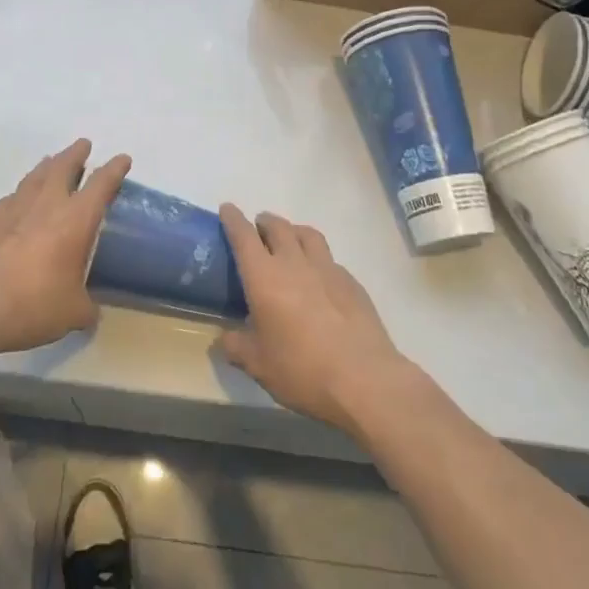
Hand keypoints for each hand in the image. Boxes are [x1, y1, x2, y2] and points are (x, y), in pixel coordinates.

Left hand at [0, 139, 130, 357]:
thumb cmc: (34, 304)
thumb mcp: (73, 313)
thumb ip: (87, 308)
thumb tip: (91, 312)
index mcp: (75, 220)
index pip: (101, 184)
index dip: (114, 170)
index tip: (122, 159)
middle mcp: (48, 205)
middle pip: (63, 167)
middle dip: (76, 154)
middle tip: (83, 145)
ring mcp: (17, 209)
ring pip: (36, 175)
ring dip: (48, 165)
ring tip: (53, 161)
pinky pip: (14, 196)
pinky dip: (23, 191)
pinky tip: (21, 198)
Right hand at [217, 206, 409, 438]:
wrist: (364, 380)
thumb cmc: (302, 370)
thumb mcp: (257, 365)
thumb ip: (236, 346)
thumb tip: (224, 339)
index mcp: (264, 277)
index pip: (244, 235)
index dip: (233, 219)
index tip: (228, 209)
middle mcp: (295, 263)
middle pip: (277, 227)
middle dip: (264, 222)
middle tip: (257, 229)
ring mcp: (327, 269)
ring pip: (307, 234)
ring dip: (293, 231)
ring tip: (289, 241)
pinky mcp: (352, 283)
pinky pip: (329, 259)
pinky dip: (317, 258)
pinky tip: (319, 277)